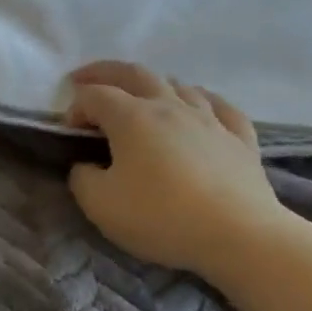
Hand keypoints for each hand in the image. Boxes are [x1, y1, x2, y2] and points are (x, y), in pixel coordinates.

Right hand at [63, 60, 289, 277]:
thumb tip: (86, 166)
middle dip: (104, 73)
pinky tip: (199, 106)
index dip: (75, 108)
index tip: (70, 135)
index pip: (93, 96)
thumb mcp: (99, 204)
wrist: (240, 237)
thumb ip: (82, 178)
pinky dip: (202, 100)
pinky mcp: (241, 139)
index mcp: (131, 117)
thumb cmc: (161, 217)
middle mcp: (169, 106)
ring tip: (141, 97)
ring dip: (152, 85)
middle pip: (134, 73)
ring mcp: (210, 119)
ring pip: (178, 85)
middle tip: (85, 80)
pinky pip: (220, 106)